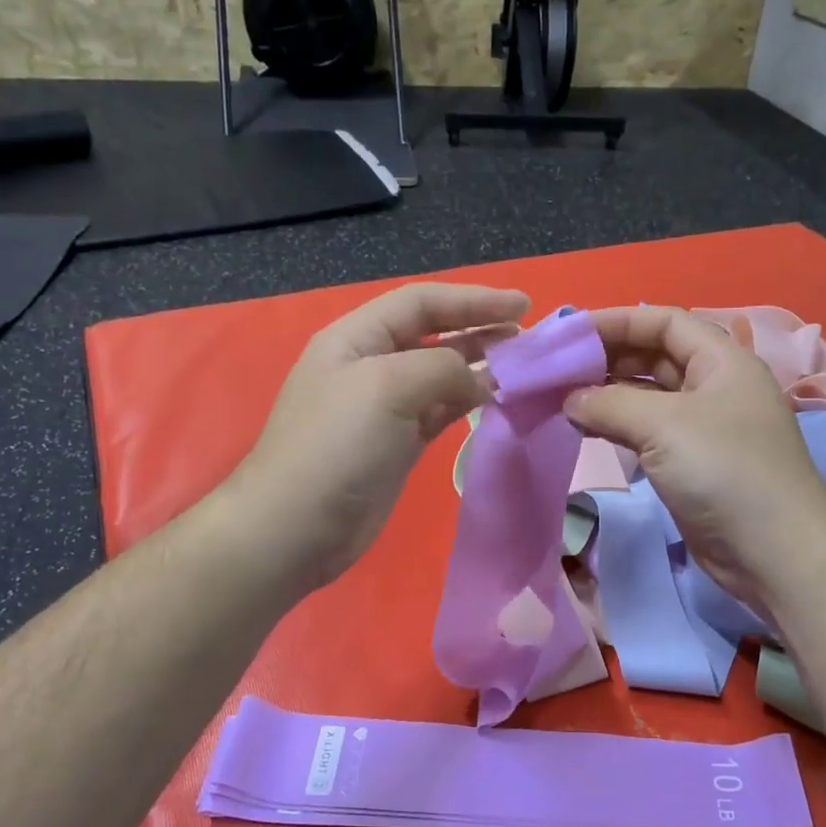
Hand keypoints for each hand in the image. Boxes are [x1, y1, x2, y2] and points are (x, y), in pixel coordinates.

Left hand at [232, 282, 529, 589]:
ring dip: (479, 366)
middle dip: (479, 330)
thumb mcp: (387, 386)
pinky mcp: (398, 444)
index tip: (522, 306)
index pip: (421, 303)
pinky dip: (469, 402)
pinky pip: (441, 411)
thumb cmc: (336, 445)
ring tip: (521, 366)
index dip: (472, 300)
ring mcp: (385, 408)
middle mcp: (371, 365)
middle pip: (433, 334)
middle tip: (528, 338)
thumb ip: (442, 368)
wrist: (297, 527)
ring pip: (440, 375)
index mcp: (357, 338)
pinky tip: (496, 399)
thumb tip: (481, 379)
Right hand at [567, 306, 825, 610]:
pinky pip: (648, 432)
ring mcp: (704, 428)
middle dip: (608, 359)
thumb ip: (609, 403)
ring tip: (562, 399)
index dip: (617, 322)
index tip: (570, 334)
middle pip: (655, 357)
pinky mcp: (692, 464)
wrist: (772, 551)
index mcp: (721, 361)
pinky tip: (586, 429)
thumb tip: (569, 400)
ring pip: (648, 398)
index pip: (664, 322)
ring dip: (608, 395)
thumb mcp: (664, 424)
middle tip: (558, 370)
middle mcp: (714, 387)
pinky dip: (618, 426)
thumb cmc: (723, 470)